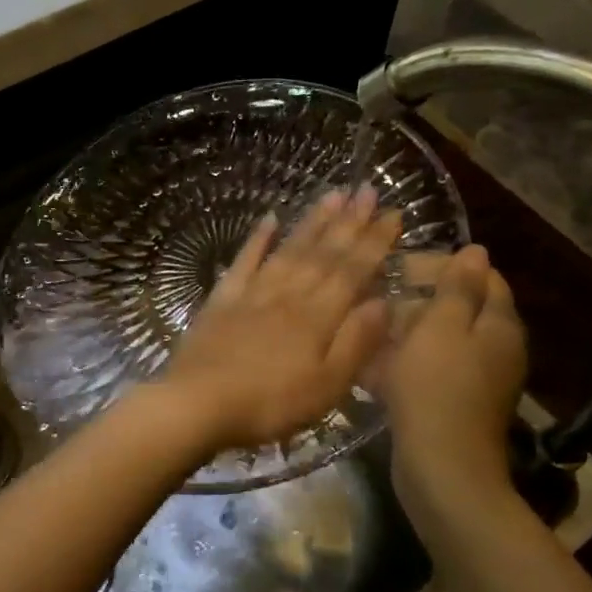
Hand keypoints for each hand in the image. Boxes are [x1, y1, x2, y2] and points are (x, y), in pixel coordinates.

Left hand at [161, 188, 400, 451]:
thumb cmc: (269, 403)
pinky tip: (269, 218)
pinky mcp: (222, 300)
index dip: (375, 242)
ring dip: (312, 221)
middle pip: (323, 253)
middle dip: (349, 221)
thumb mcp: (327, 386)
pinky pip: (244, 261)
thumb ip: (356, 342)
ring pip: (289, 249)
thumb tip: (385, 302)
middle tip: (366, 188)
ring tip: (332, 194)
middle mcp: (289, 294)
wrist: (198, 403)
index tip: (393, 212)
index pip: (353, 271)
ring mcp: (253, 293)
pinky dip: (258, 239)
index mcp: (318, 317)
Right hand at [378, 245, 527, 491]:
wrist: (442, 469)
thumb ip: (458, 288)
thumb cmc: (438, 388)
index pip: (482, 277)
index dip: (443, 265)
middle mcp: (496, 349)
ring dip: (406, 333)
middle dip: (419, 300)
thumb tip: (477, 251)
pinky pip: (430, 371)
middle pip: (460, 309)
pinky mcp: (455, 404)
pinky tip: (373, 367)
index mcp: (499, 324)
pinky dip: (405, 364)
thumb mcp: (442, 327)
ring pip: (440, 342)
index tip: (401, 267)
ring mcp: (477, 380)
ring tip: (369, 331)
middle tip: (379, 299)